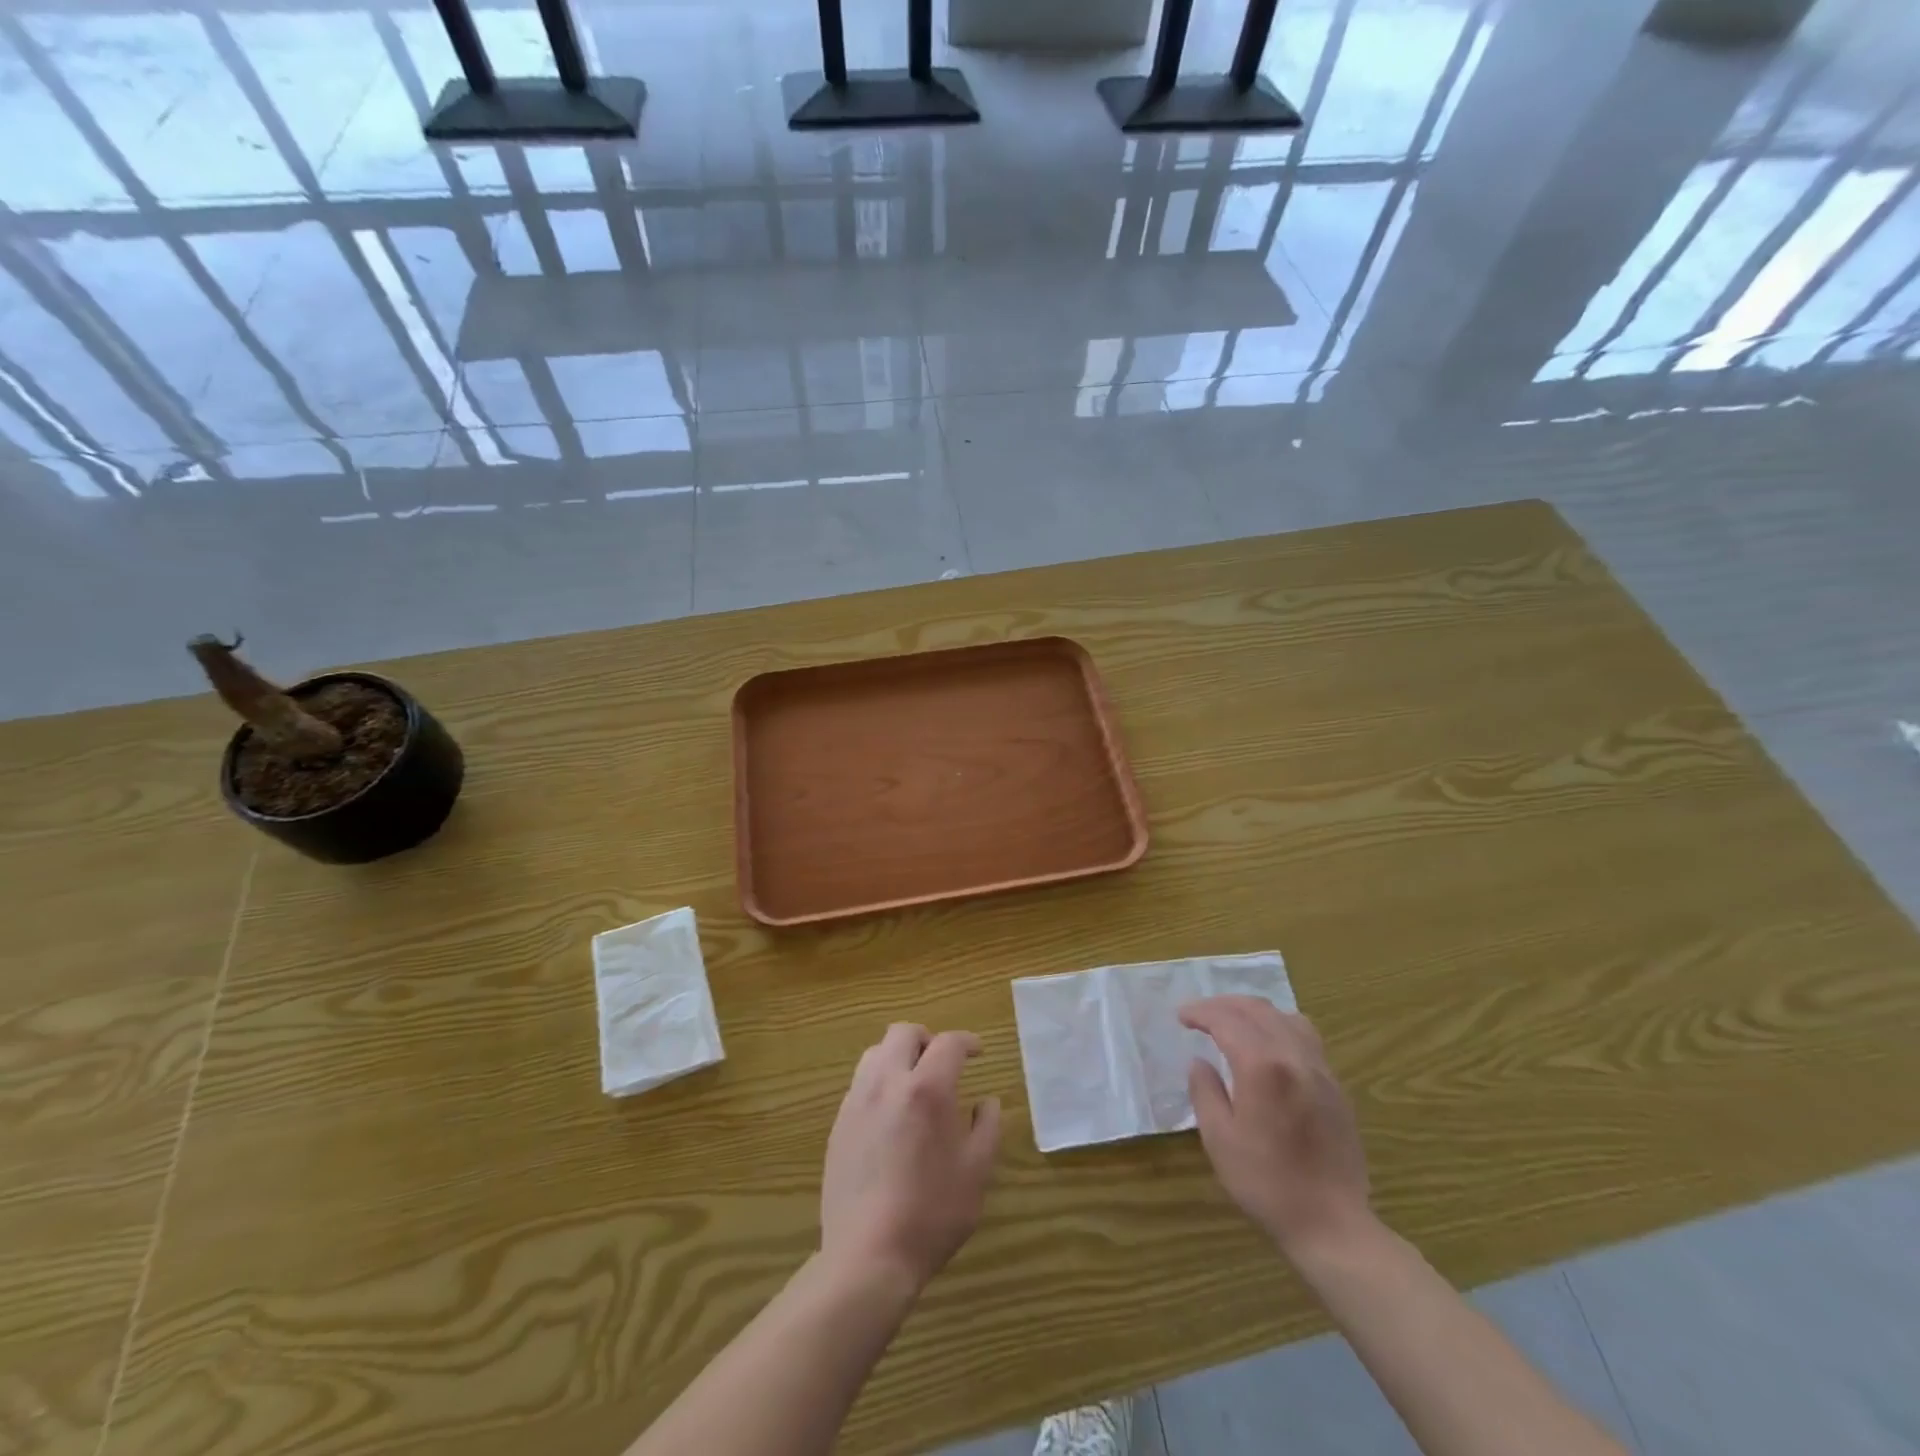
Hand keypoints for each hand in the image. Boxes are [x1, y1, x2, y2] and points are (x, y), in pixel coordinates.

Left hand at [820, 1024, 1000, 1291]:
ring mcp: (857, 1101)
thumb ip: (987, 1127)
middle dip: (927, 1039)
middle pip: (903, 1033)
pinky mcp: (839, 1124)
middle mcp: (887, 1082)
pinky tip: (890, 1115)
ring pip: (875, 1053)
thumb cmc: (932, 1213)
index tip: (977, 1052)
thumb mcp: (977, 1171)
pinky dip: (879, 1082)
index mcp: (927, 1089)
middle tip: (942, 1063)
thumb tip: (986, 1101)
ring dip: (898, 1056)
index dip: (967, 1042)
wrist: (868, 1256)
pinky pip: (860, 1084)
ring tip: (914, 1084)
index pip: (948, 1043)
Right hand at [1180, 997, 1372, 1262]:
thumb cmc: (1266, 1183)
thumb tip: (1200, 1062)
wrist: (1332, 1224)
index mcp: (1262, 1066)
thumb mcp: (1219, 1139)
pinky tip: (1268, 1047)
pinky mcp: (1335, 1086)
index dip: (1200, 1012)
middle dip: (1224, 1005)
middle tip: (1200, 1015)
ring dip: (1254, 1012)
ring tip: (1234, 1024)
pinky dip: (1279, 1027)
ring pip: (1285, 1017)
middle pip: (1257, 1010)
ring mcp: (1320, 1070)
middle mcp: (1294, 1056)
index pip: (1226, 1020)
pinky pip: (1306, 1037)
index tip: (1181, 1017)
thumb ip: (1205, 1091)